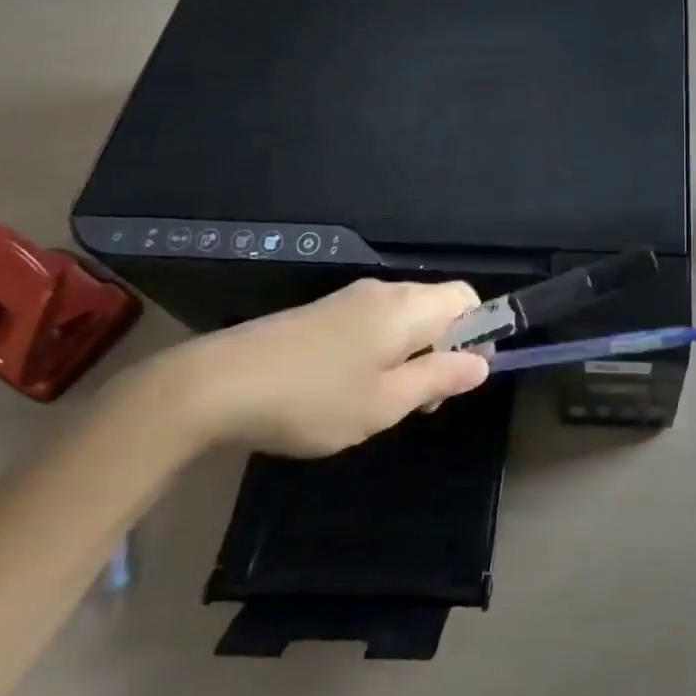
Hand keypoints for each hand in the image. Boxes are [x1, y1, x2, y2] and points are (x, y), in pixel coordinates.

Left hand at [127, 279, 491, 456]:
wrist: (213, 386)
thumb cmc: (313, 398)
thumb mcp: (386, 402)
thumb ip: (439, 379)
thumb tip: (482, 364)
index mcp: (407, 306)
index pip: (468, 298)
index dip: (479, 334)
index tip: (459, 379)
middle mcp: (384, 292)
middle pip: (438, 307)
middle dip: (444, 350)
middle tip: (421, 402)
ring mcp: (349, 300)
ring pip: (406, 319)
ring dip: (412, 355)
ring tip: (384, 402)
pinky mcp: (322, 313)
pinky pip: (375, 324)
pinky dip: (382, 352)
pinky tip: (351, 389)